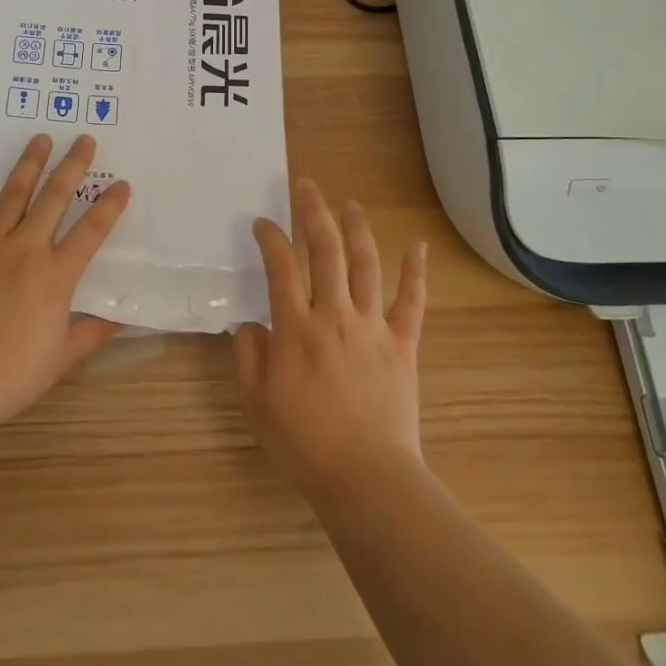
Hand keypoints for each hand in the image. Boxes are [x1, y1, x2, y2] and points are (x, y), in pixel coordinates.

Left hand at [0, 133, 130, 435]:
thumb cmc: (9, 375)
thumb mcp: (61, 358)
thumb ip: (93, 332)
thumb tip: (124, 316)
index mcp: (56, 276)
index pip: (91, 231)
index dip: (110, 206)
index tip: (122, 184)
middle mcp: (26, 249)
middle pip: (55, 198)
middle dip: (73, 166)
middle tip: (85, 140)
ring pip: (14, 194)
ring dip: (30, 164)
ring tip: (41, 138)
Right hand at [236, 178, 427, 499]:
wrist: (367, 479)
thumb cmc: (304, 444)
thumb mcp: (255, 404)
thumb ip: (248, 357)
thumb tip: (252, 324)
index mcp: (296, 329)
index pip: (280, 267)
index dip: (270, 238)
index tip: (262, 222)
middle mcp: (334, 316)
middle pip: (326, 250)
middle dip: (314, 212)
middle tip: (307, 186)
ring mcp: (373, 327)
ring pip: (366, 265)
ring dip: (357, 230)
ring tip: (350, 204)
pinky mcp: (403, 345)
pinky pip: (412, 302)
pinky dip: (415, 272)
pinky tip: (417, 246)